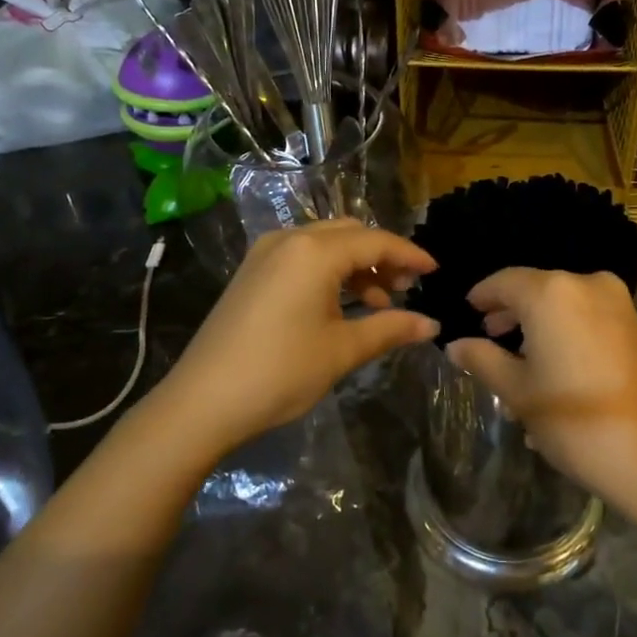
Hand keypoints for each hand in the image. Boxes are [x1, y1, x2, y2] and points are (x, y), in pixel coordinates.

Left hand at [161, 219, 438, 454]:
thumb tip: (431, 325)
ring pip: (325, 244)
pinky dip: (329, 272)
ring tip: (378, 303)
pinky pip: (302, 257)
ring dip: (356, 266)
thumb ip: (390, 329)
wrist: (202, 402)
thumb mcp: (341, 350)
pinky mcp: (252, 271)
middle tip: (406, 289)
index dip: (409, 255)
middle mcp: (289, 239)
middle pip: (350, 234)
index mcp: (314, 251)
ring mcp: (265, 253)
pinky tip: (341, 304)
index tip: (435, 271)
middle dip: (382, 257)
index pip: (375, 241)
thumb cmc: (279, 372)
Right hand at [445, 269, 636, 535]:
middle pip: (536, 289)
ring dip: (538, 323)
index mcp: (551, 293)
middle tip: (487, 337)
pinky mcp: (636, 325)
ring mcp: (617, 303)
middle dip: (511, 312)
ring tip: (517, 358)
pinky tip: (553, 365)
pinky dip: (565, 330)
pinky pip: (587, 316)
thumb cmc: (576, 422)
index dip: (482, 296)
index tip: (466, 312)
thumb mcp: (518, 392)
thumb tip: (455, 344)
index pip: (504, 282)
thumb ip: (483, 359)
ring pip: (563, 303)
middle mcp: (586, 284)